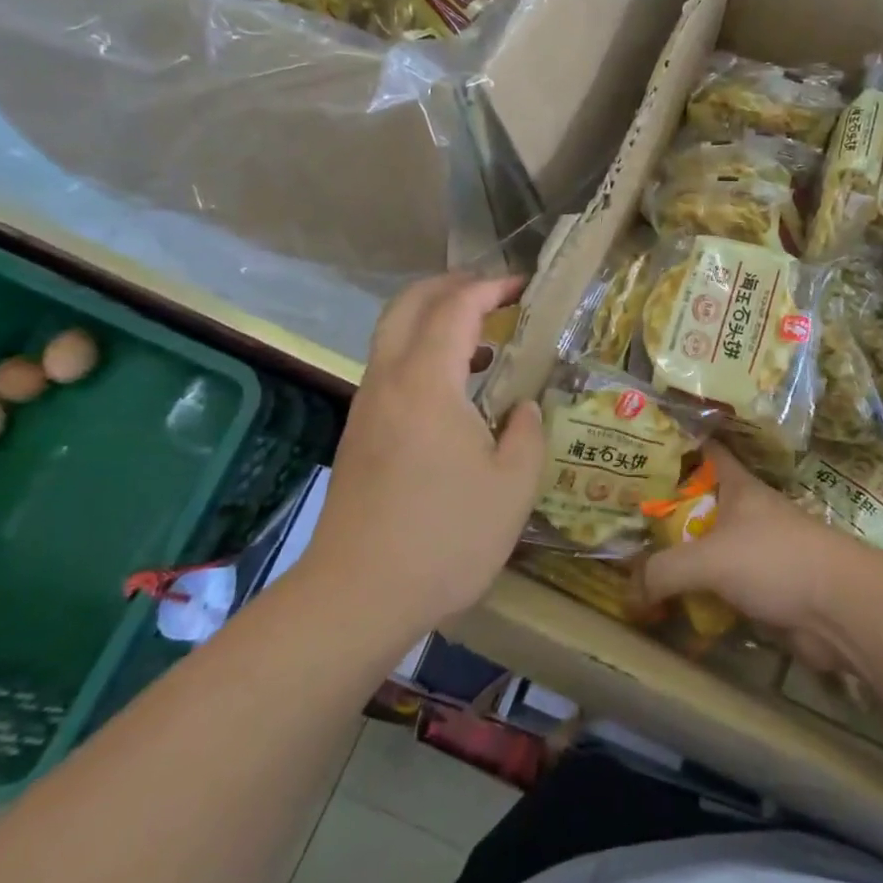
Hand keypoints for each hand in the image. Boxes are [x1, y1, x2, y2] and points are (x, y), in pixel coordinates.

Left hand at [303, 274, 542, 634]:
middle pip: (409, 304)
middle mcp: (389, 380)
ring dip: (434, 320)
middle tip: (494, 294)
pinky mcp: (358, 433)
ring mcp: (367, 406)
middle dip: (451, 286)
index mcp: (427, 382)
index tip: (524, 286)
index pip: (456, 307)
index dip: (491, 287)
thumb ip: (526, 433)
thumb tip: (522, 407)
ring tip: (483, 341)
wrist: (356, 597)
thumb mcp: (512, 487)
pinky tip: (455, 392)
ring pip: (393, 335)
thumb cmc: (445, 538)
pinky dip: (422, 353)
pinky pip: (390, 368)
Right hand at [641, 445, 870, 669]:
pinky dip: (701, 596)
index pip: (708, 452)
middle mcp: (748, 515)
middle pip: (702, 505)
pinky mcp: (766, 591)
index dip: (680, 446)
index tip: (645, 447)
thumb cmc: (775, 560)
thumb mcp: (709, 559)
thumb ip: (664, 570)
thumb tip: (630, 590)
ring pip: (711, 549)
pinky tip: (672, 605)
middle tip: (625, 519)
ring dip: (683, 559)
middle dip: (668, 512)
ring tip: (638, 565)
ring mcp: (759, 553)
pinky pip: (723, 589)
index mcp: (739, 488)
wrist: (840, 610)